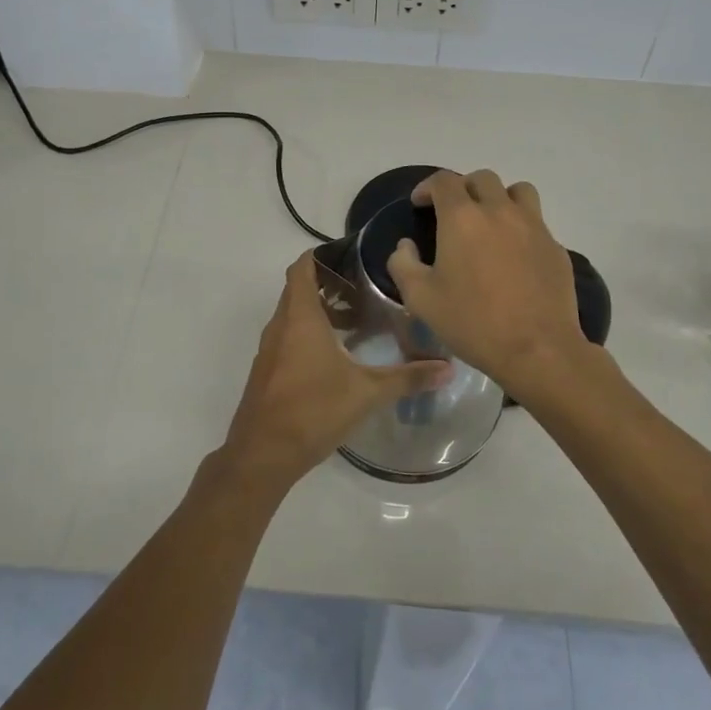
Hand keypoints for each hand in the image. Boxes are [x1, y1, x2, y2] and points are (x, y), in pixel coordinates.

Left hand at [221, 253, 448, 491]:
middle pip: (299, 288)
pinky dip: (309, 334)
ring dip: (320, 311)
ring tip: (357, 321)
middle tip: (365, 287)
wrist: (262, 454)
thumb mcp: (367, 393)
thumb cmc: (313, 410)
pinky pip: (288, 338)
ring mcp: (270, 350)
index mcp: (300, 317)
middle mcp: (280, 326)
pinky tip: (336, 356)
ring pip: (293, 315)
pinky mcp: (268, 371)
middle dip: (329, 283)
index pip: (302, 267)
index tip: (352, 256)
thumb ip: (408, 378)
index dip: (323, 255)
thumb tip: (448, 368)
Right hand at [386, 169, 589, 394]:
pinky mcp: (555, 246)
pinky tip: (514, 254)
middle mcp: (499, 211)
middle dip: (463, 188)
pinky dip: (521, 226)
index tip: (420, 204)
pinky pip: (536, 221)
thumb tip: (406, 246)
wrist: (537, 349)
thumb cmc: (472, 321)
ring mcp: (533, 226)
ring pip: (518, 191)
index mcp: (462, 218)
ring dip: (499, 198)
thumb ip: (403, 264)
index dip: (427, 187)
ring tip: (491, 221)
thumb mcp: (420, 299)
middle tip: (453, 213)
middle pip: (482, 179)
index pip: (443, 181)